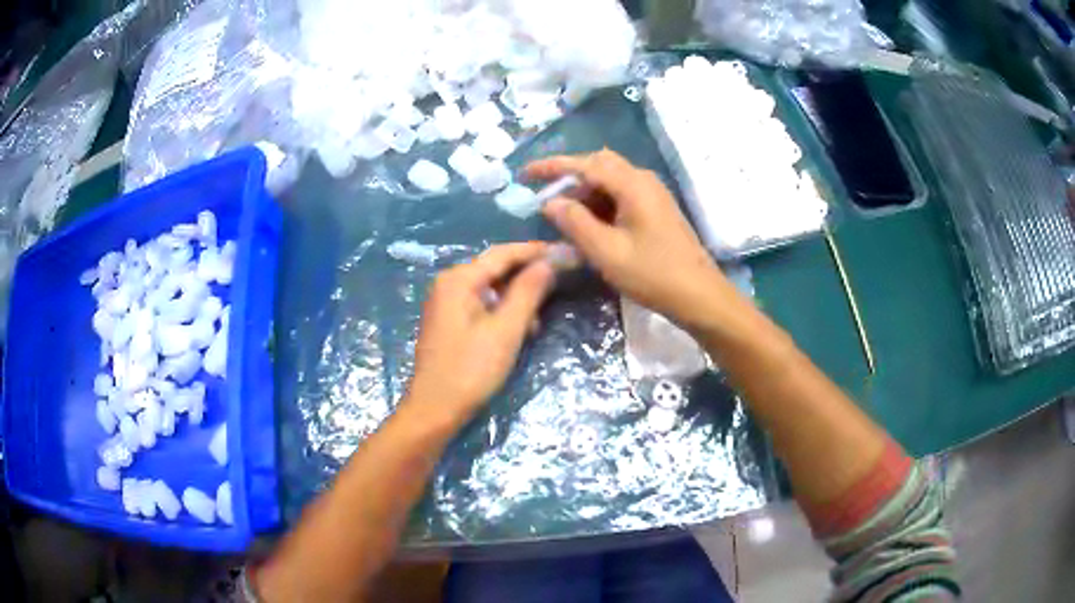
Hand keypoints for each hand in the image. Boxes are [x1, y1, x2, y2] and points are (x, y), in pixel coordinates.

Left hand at [405, 242, 555, 424]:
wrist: (435, 409)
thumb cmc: (470, 369)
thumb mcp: (506, 330)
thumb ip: (528, 291)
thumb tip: (549, 261)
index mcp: (459, 279)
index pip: (504, 253)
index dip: (537, 251)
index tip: (567, 252)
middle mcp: (449, 283)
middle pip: (496, 268)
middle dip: (529, 274)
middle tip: (562, 278)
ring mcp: (447, 302)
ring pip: (491, 288)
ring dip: (518, 297)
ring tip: (540, 317)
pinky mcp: (449, 321)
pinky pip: (482, 304)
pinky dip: (503, 311)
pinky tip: (520, 329)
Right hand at [527, 150, 732, 330]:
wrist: (700, 295)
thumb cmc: (653, 274)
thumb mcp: (607, 252)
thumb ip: (575, 222)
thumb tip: (551, 202)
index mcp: (632, 185)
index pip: (585, 164)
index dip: (552, 166)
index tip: (526, 173)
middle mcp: (643, 180)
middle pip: (600, 165)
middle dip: (570, 178)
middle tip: (547, 200)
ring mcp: (653, 194)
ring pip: (611, 181)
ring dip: (586, 194)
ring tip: (566, 220)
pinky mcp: (657, 209)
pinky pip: (622, 195)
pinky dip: (601, 205)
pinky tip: (591, 227)